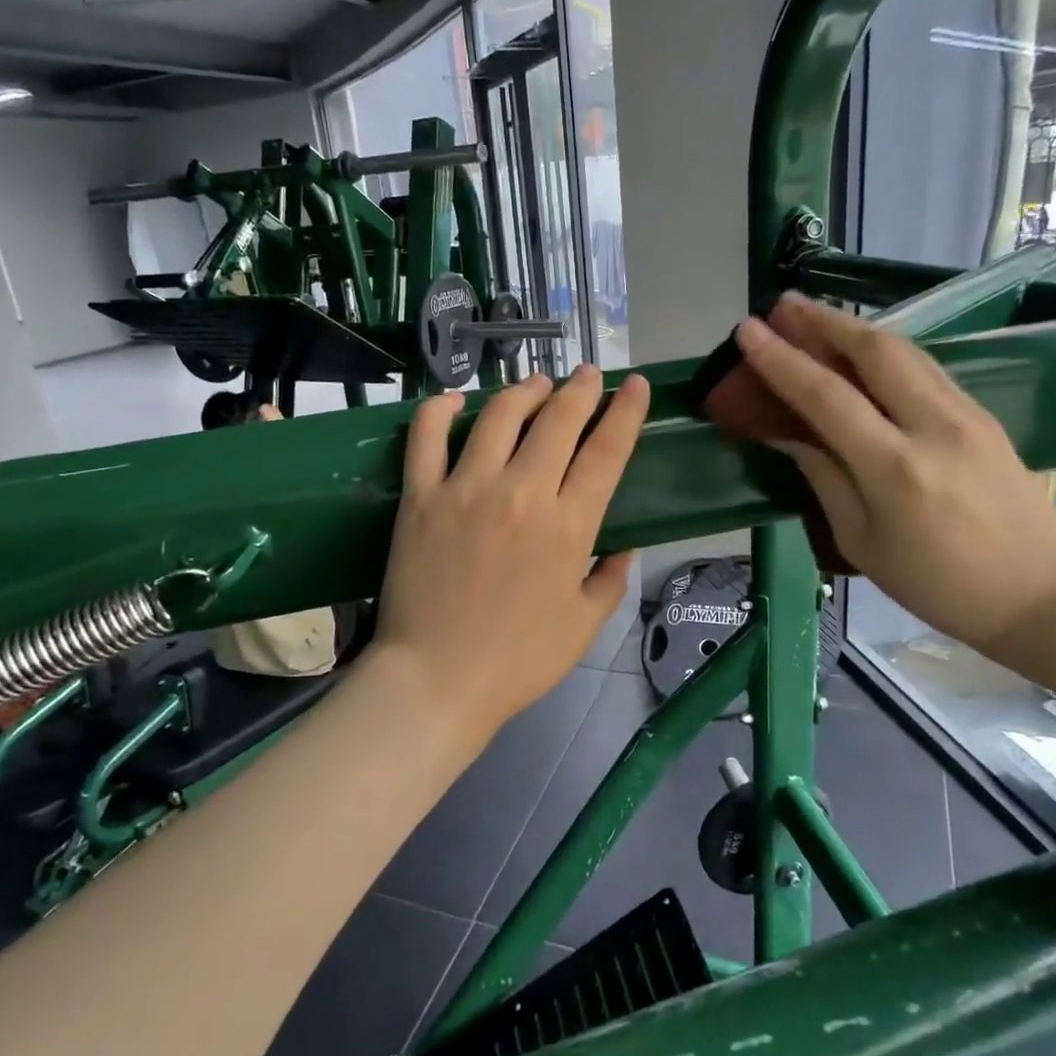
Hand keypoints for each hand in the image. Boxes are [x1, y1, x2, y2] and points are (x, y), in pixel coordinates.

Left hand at [373, 367, 649, 737]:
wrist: (436, 680)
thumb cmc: (518, 661)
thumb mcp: (584, 627)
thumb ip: (611, 580)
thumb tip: (626, 547)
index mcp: (569, 526)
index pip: (608, 452)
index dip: (626, 412)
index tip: (634, 386)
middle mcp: (522, 493)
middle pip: (558, 421)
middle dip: (580, 389)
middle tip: (588, 375)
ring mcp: (466, 489)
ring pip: (499, 415)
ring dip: (523, 391)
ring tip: (536, 384)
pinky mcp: (421, 497)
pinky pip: (426, 437)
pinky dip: (440, 409)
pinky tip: (456, 399)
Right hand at [734, 296, 1055, 656]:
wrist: (1041, 592)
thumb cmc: (938, 584)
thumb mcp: (863, 543)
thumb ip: (825, 479)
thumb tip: (791, 436)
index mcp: (894, 468)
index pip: (826, 397)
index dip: (782, 361)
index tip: (748, 330)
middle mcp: (933, 426)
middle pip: (875, 351)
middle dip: (824, 321)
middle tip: (783, 305)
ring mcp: (966, 414)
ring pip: (905, 350)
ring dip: (856, 327)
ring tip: (815, 317)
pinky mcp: (984, 415)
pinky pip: (926, 367)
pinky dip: (886, 350)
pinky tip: (864, 351)